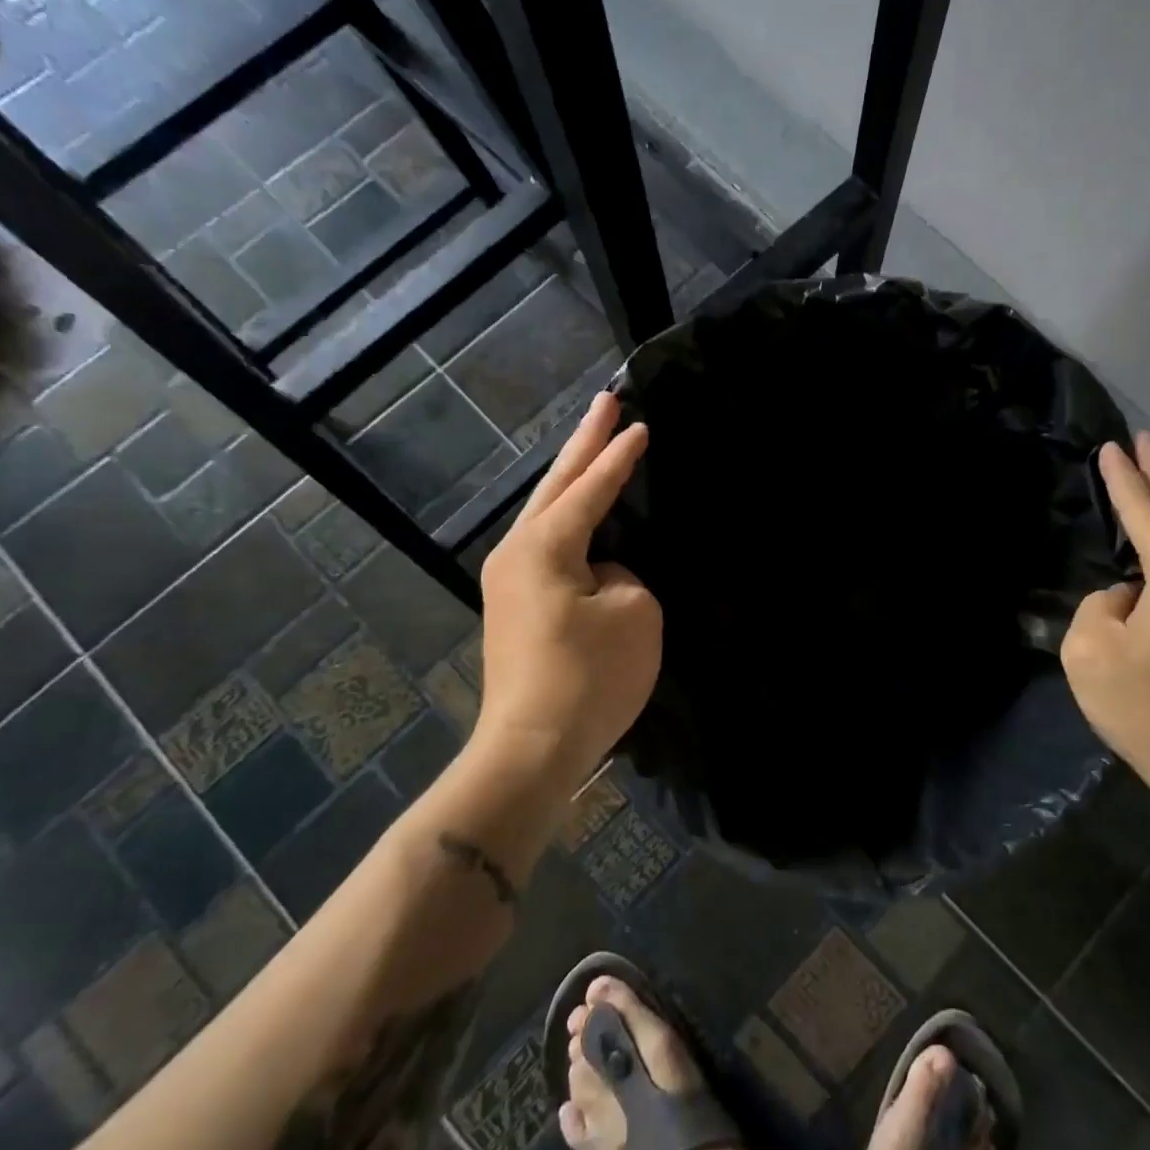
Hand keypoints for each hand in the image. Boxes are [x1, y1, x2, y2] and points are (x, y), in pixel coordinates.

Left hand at [475, 392, 661, 780]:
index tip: (640, 423)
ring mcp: (509, 580)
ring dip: (572, 478)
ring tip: (593, 446)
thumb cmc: (588, 677)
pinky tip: (580, 513)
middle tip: (605, 401)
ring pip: (546, 512)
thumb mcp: (634, 613)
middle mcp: (517, 551)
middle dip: (583, 443)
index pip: (591, 488)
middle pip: (556, 485)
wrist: (532, 748)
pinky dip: (568, 517)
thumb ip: (624, 574)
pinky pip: (547, 543)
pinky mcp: (515, 606)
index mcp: (544, 544)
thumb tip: (603, 574)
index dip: (619, 456)